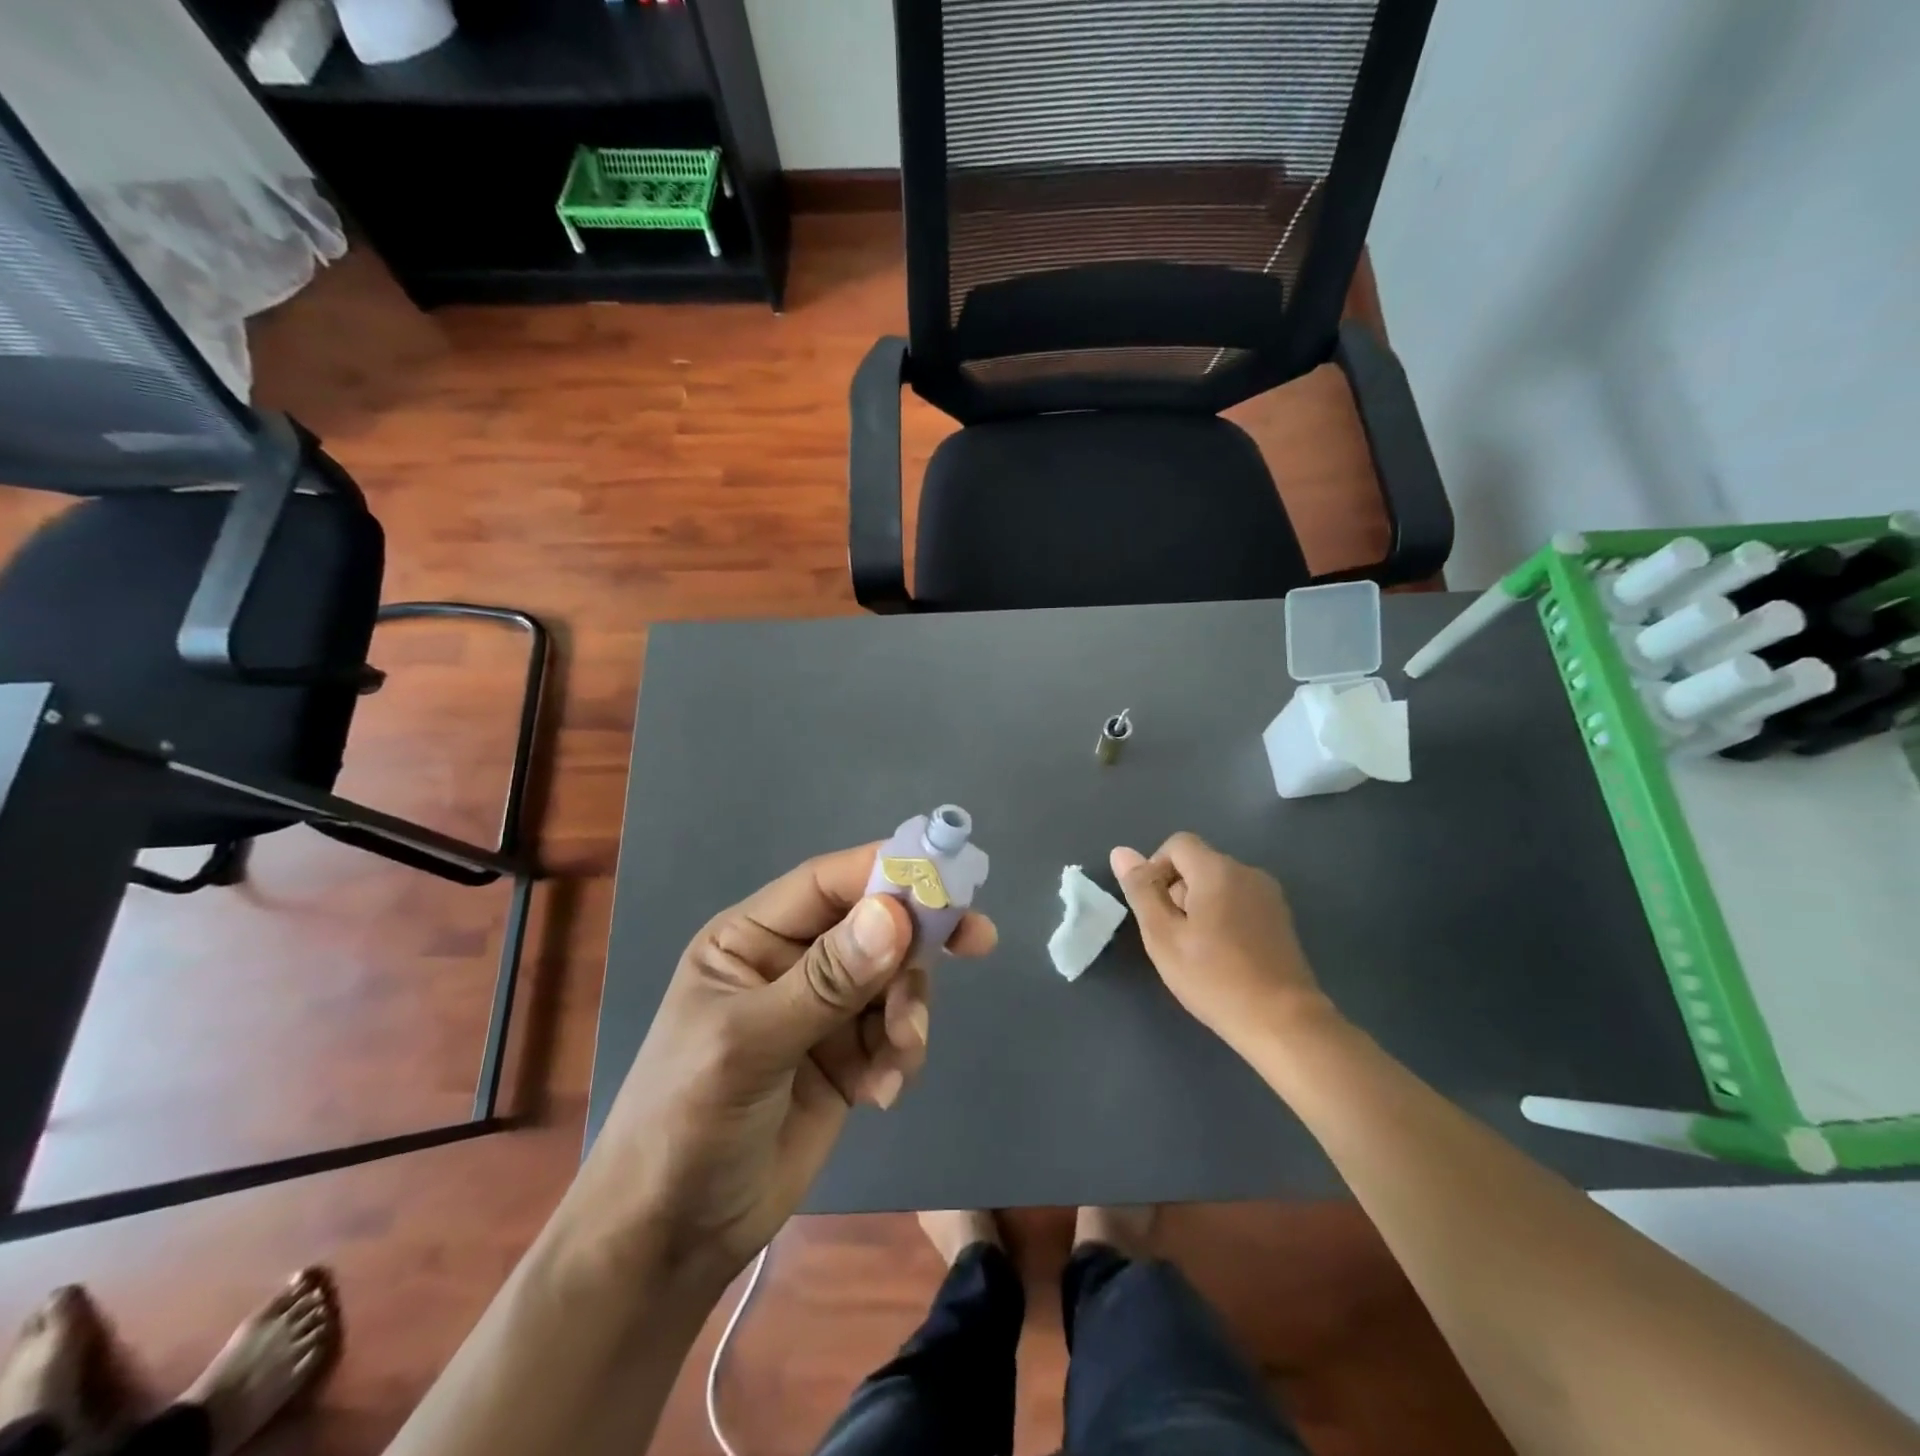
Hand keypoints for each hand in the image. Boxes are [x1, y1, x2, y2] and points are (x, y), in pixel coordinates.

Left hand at [566, 843, 995, 1294]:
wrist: (672, 1238)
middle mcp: (791, 962)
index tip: (949, 880)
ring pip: (893, 980)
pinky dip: (900, 1055)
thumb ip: (826, 981)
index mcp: (752, 937)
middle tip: (977, 941)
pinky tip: (881, 1094)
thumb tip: (896, 914)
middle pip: (874, 926)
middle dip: (917, 944)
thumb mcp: (750, 1044)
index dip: (888, 872)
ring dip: (908, 1013)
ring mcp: (821, 1011)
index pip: (829, 884)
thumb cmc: (687, 1122)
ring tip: (899, 1057)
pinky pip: (893, 1033)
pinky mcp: (844, 1058)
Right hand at [1110, 832, 1332, 1049]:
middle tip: (1172, 936)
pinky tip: (1223, 955)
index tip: (1154, 910)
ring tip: (1197, 949)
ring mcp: (1269, 896)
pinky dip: (1223, 916)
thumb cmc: (1214, 977)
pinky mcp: (1281, 919)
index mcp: (1217, 870)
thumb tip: (1121, 852)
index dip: (1155, 868)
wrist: (1283, 1022)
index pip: (1177, 844)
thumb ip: (1141, 890)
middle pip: (1198, 863)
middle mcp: (1247, 872)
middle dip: (1177, 890)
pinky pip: (1240, 901)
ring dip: (1199, 905)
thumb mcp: (1163, 936)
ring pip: (1219, 884)